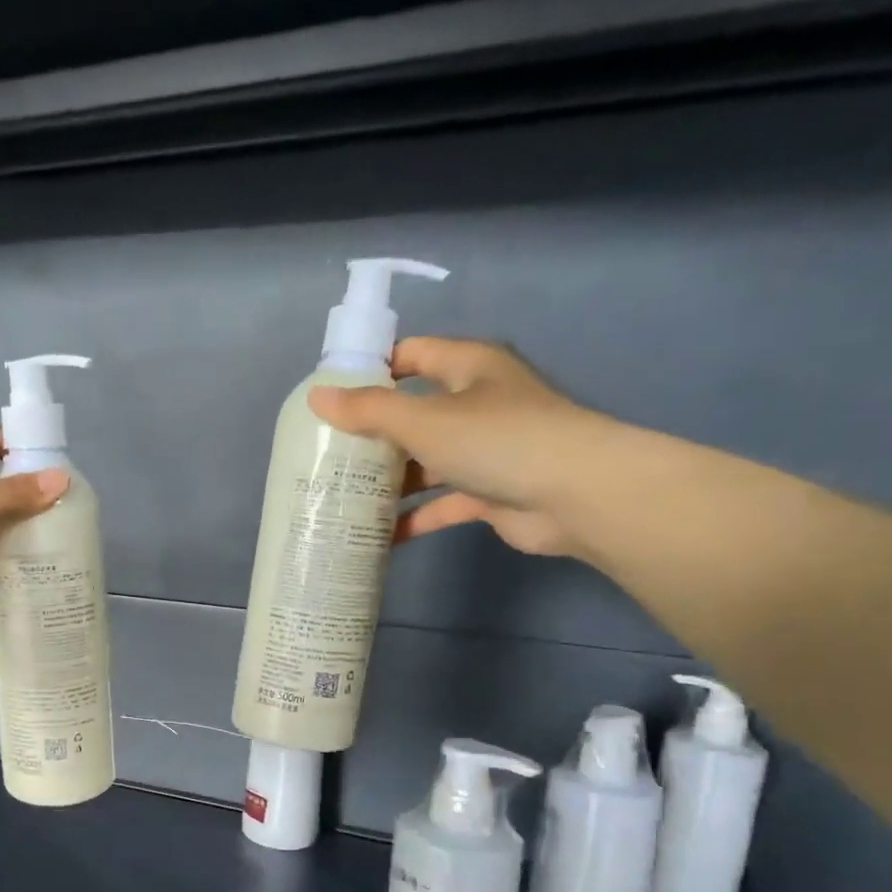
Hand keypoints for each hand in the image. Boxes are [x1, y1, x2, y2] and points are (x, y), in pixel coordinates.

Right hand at [310, 338, 620, 557]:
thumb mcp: (424, 420)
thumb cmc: (498, 440)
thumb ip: (368, 410)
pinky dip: (413, 517)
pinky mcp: (488, 492)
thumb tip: (316, 397)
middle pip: (413, 412)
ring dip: (389, 481)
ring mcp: (483, 450)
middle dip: (372, 434)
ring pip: (425, 461)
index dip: (371, 370)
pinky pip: (440, 502)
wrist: (576, 495)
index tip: (329, 396)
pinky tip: (377, 535)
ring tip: (340, 496)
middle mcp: (475, 404)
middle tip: (326, 454)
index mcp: (467, 368)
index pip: (411, 355)